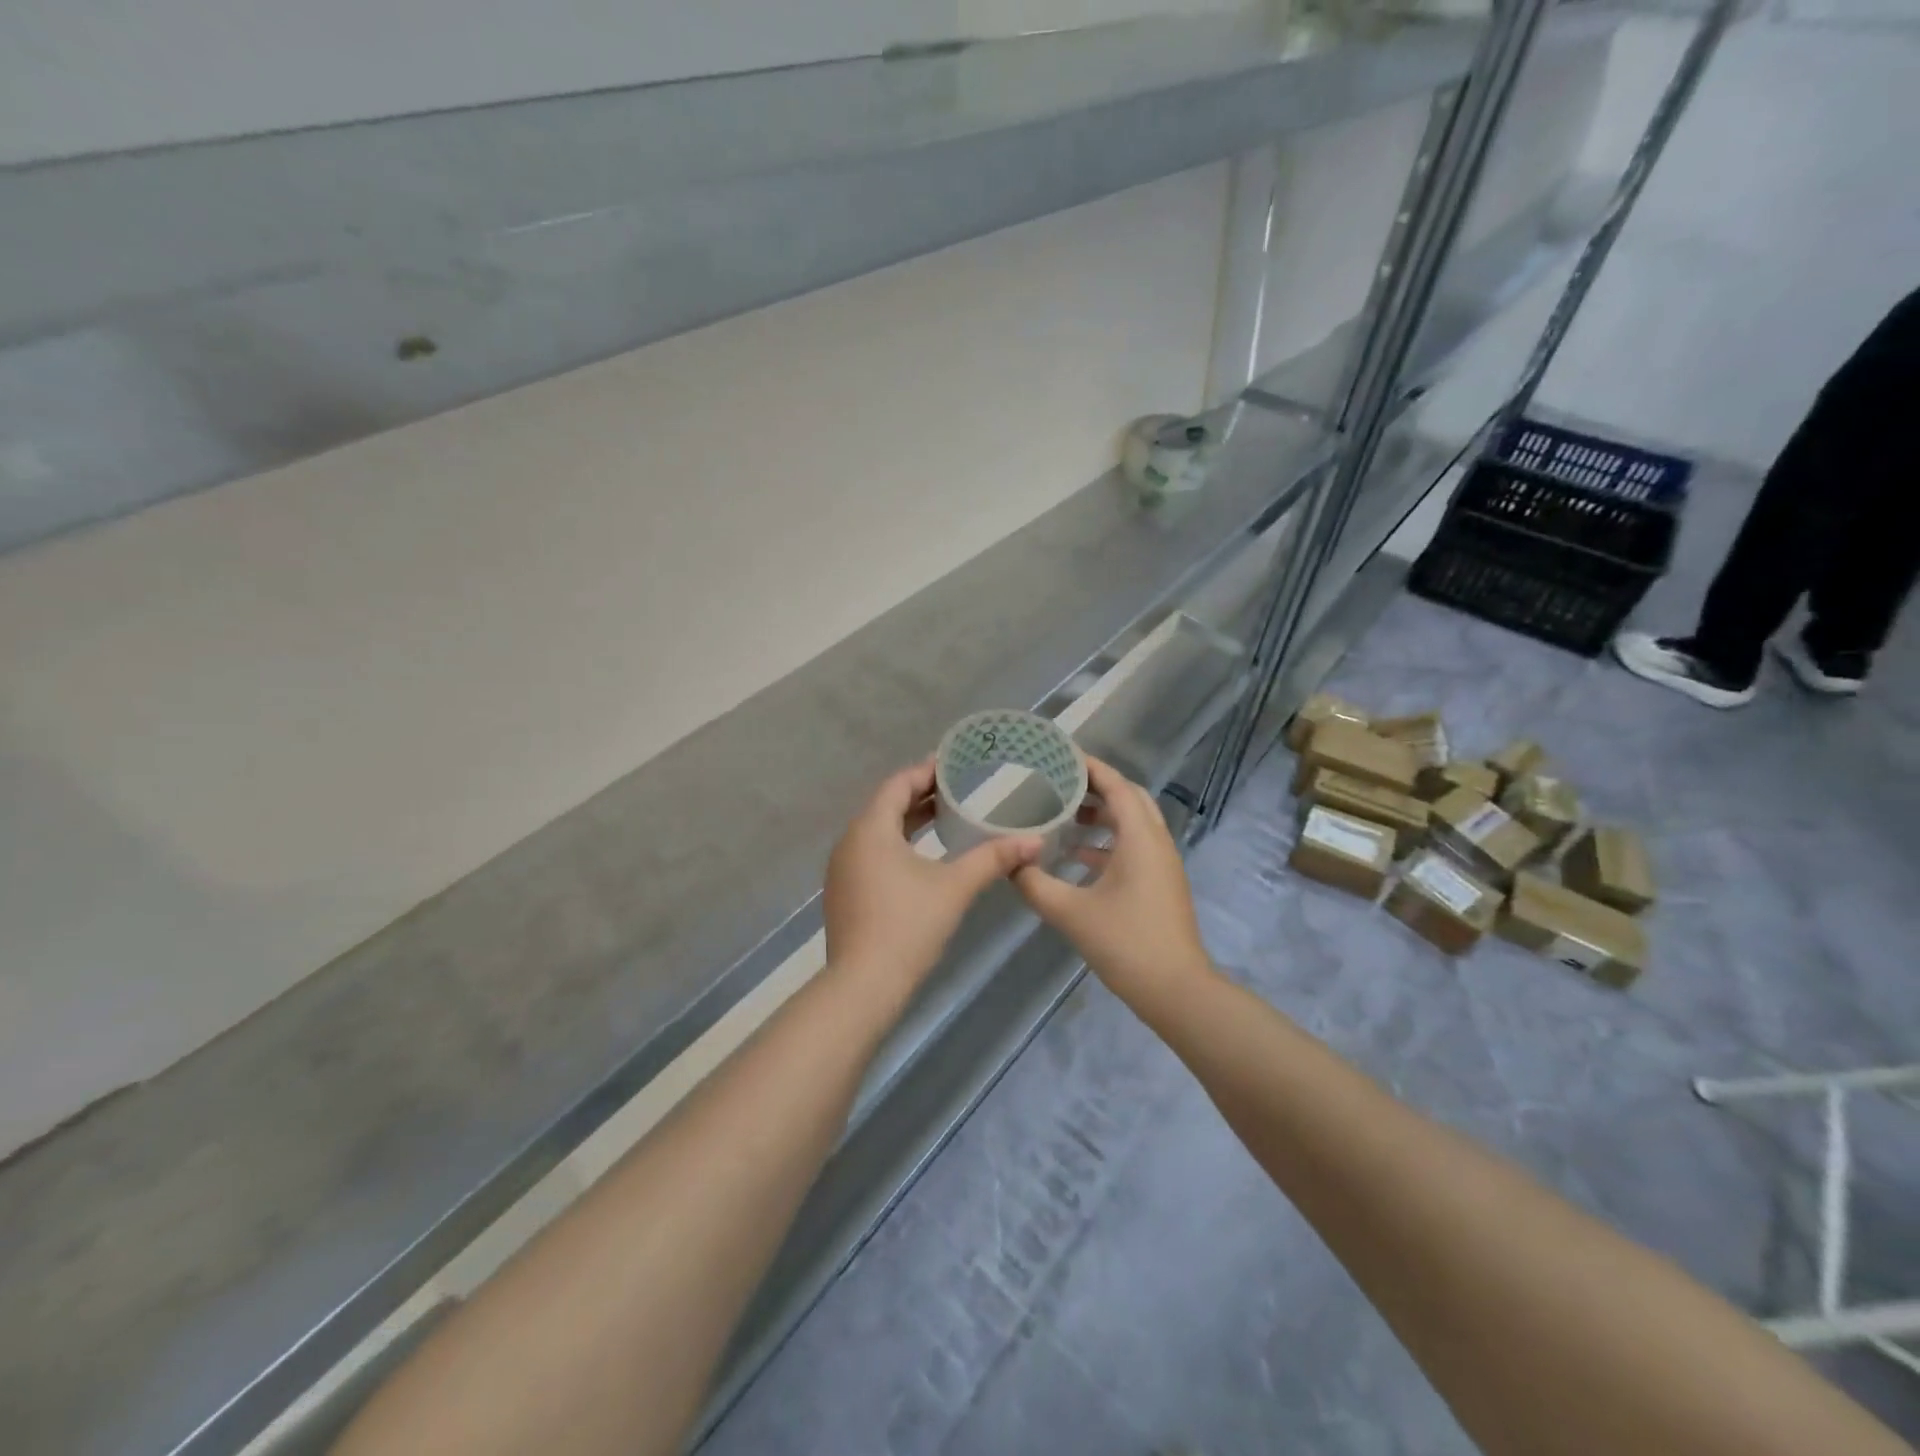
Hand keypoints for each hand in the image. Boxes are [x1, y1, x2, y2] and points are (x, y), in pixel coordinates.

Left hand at [824, 760, 1040, 997]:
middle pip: (886, 805)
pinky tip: (921, 857)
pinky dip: (896, 844)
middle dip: (920, 795)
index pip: (898, 784)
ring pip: (878, 831)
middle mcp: (850, 841)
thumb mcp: (955, 887)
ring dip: (908, 820)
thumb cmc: (908, 926)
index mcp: (871, 829)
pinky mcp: (844, 892)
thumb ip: (993, 859)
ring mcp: (843, 869)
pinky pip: (871, 853)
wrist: (862, 986)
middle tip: (957, 788)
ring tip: (944, 817)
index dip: (926, 771)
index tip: (954, 763)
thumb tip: (1035, 841)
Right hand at [1012, 756, 1212, 1010]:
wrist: (1175, 990)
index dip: (1090, 766)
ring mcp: (1162, 864)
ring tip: (1064, 815)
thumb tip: (1008, 863)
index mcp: (1140, 838)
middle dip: (1096, 787)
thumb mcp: (1070, 912)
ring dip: (1102, 815)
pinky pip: (1134, 847)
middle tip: (1060, 782)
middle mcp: (1156, 842)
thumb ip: (1034, 884)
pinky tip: (1077, 857)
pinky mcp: (1160, 884)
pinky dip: (1107, 843)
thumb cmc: (1125, 943)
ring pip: (1133, 824)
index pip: (1116, 785)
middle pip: (1129, 798)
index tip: (1060, 754)